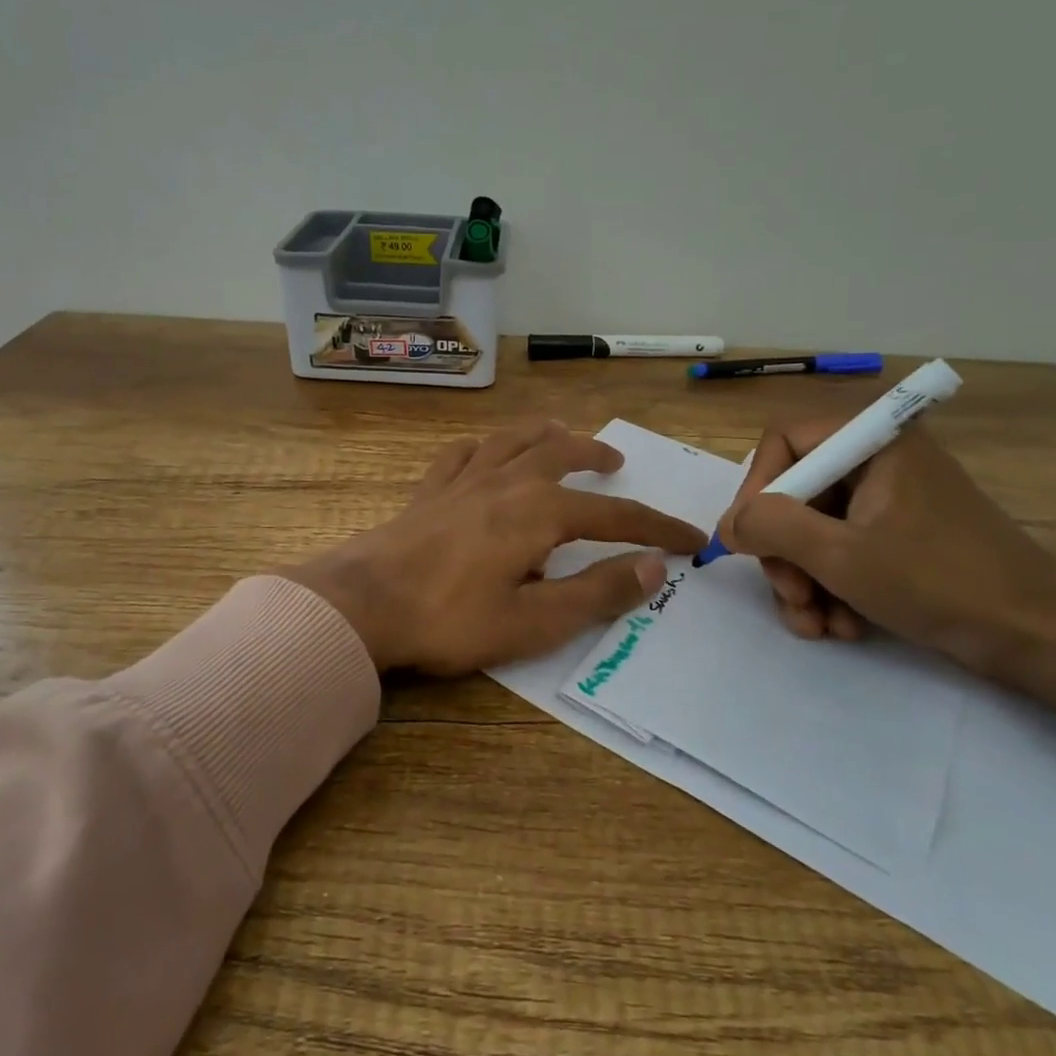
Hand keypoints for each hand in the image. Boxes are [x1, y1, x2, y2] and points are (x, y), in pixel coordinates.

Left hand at [283, 421, 706, 674]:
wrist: (362, 604)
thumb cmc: (450, 618)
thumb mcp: (534, 622)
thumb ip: (596, 593)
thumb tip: (654, 567)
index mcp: (539, 512)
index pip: (614, 515)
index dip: (657, 527)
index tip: (692, 537)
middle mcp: (507, 482)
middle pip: (562, 453)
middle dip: (595, 455)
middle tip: (616, 462)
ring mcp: (464, 480)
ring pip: (514, 439)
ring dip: (545, 434)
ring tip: (562, 435)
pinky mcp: (430, 490)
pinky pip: (463, 453)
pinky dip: (484, 445)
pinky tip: (486, 450)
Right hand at [718, 418, 1055, 715]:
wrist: (1042, 640)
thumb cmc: (939, 583)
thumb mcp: (841, 556)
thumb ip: (772, 527)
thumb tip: (728, 524)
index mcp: (874, 441)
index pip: (784, 442)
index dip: (757, 490)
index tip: (750, 542)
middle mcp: (880, 460)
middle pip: (797, 491)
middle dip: (784, 552)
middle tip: (791, 597)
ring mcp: (892, 500)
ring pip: (815, 528)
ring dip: (805, 579)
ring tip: (817, 625)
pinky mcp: (902, 536)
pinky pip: (844, 549)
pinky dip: (833, 586)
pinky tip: (844, 625)